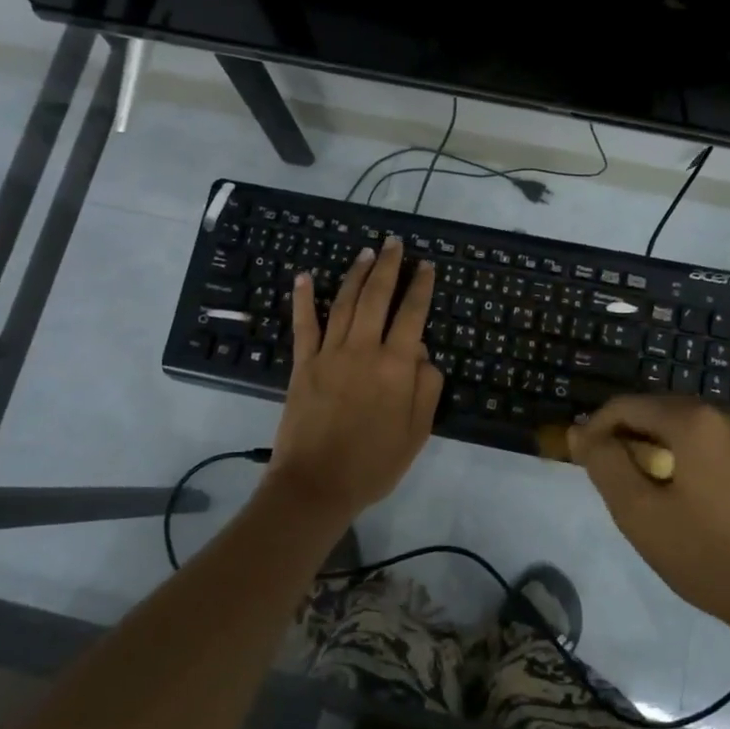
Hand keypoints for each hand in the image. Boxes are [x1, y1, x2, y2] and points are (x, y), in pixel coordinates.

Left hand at [267, 236, 442, 521]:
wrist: (317, 484)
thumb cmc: (374, 463)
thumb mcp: (417, 432)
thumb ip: (426, 388)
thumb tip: (421, 352)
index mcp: (396, 366)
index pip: (412, 315)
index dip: (421, 287)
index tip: (427, 265)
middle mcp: (363, 350)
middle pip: (377, 297)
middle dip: (388, 267)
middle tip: (394, 244)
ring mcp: (329, 354)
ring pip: (345, 303)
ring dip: (356, 275)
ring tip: (366, 253)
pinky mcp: (302, 364)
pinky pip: (304, 325)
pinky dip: (305, 298)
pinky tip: (306, 276)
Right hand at [570, 396, 729, 633]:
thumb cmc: (707, 555)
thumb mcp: (639, 513)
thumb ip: (604, 464)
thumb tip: (580, 432)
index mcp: (694, 420)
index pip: (627, 406)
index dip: (597, 428)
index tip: (585, 460)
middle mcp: (727, 414)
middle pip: (660, 411)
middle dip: (630, 437)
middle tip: (616, 478)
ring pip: (689, 426)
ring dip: (661, 446)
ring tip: (651, 489)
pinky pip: (716, 442)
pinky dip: (692, 455)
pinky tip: (691, 495)